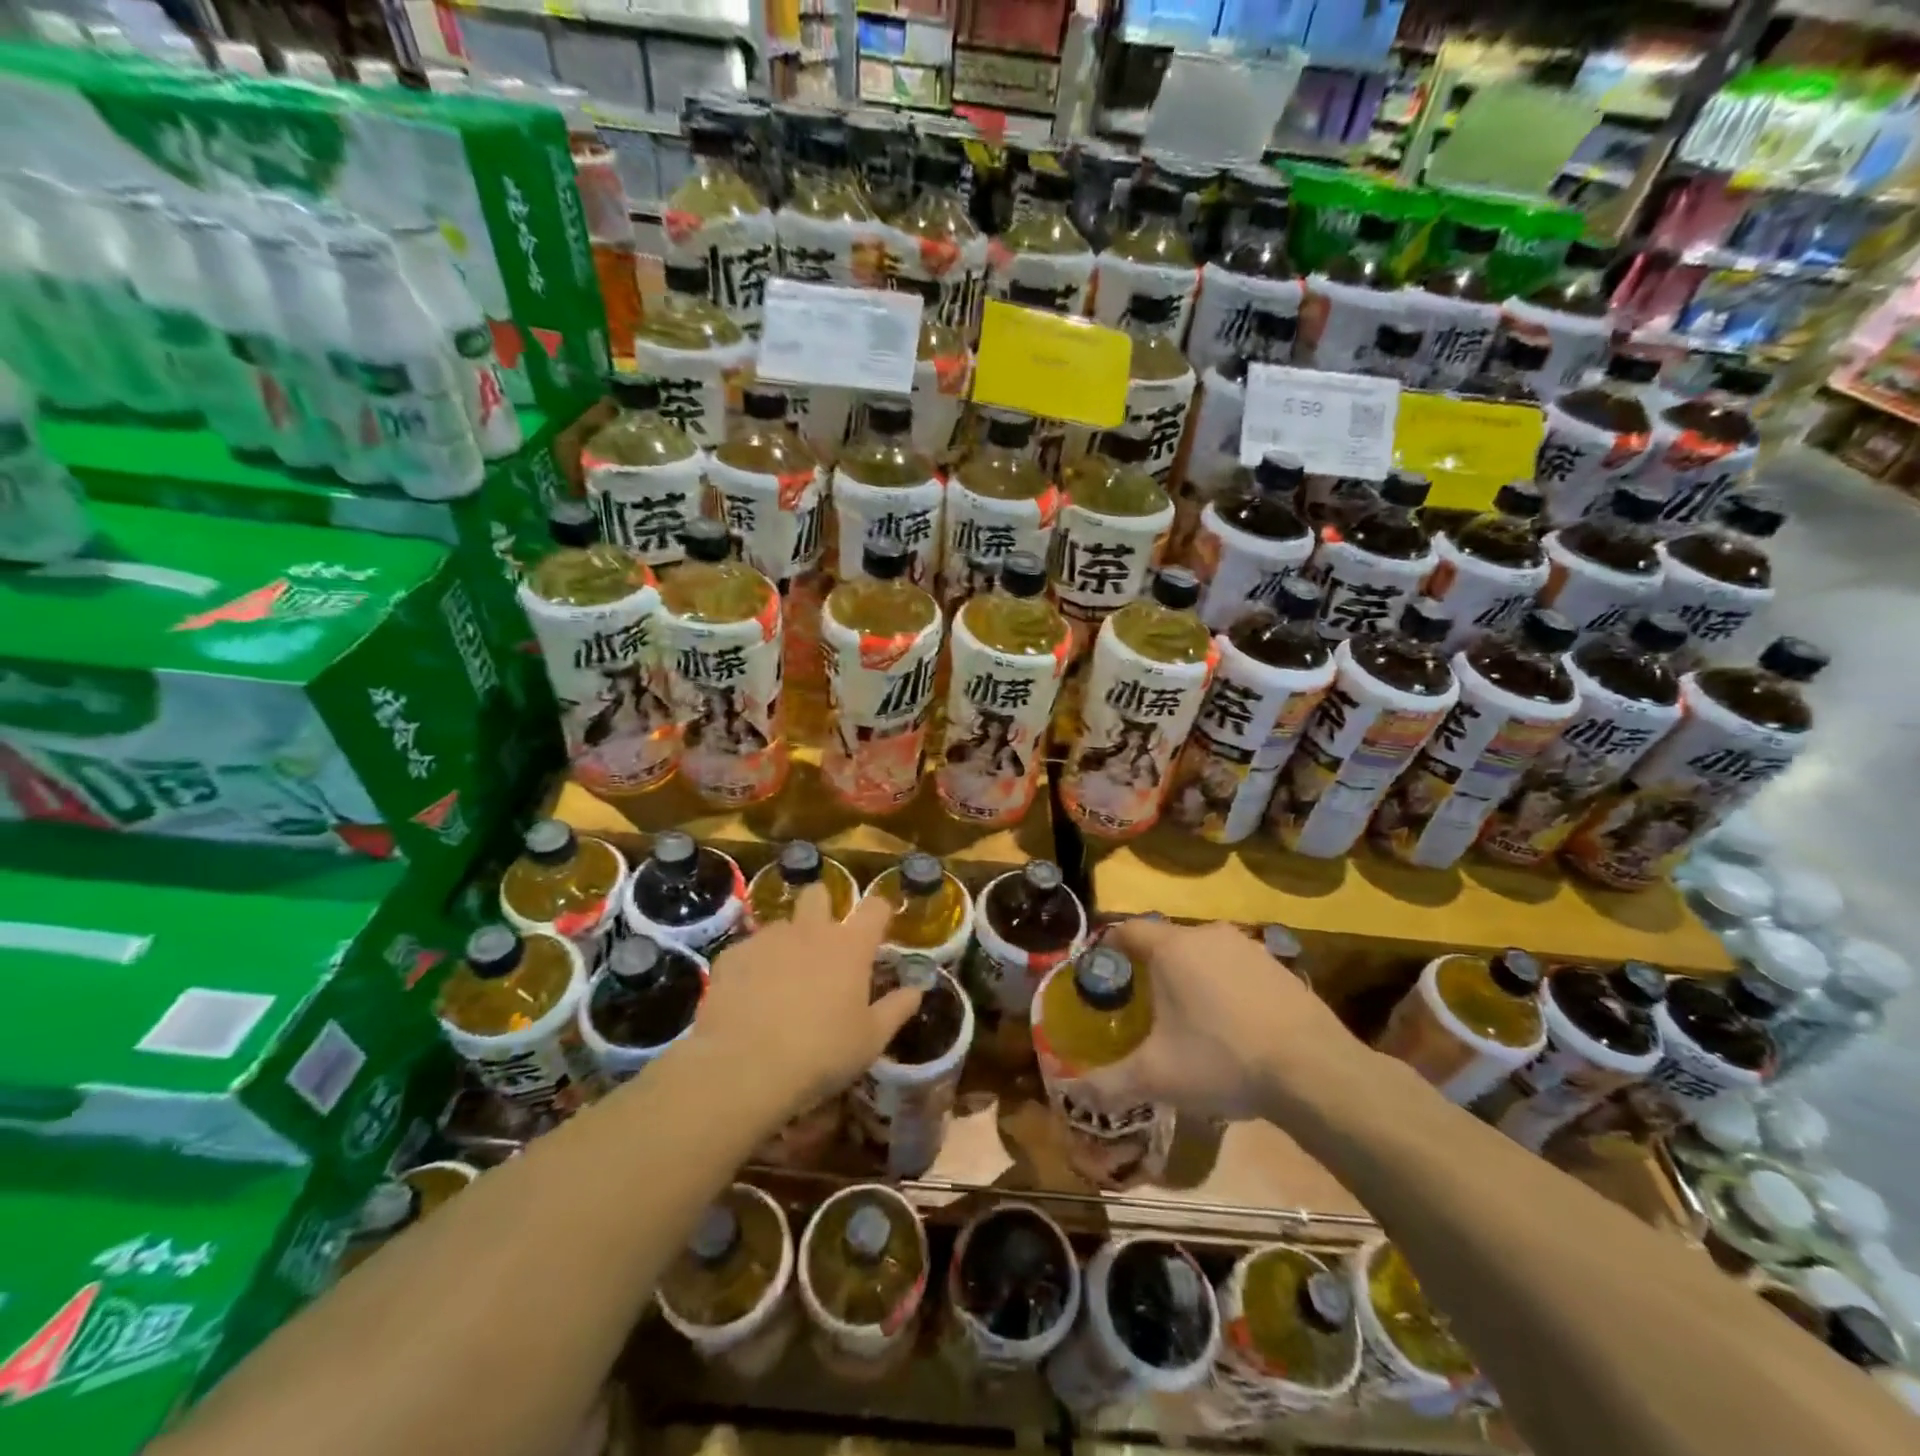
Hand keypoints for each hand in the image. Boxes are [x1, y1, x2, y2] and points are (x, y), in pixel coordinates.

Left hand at [681, 884, 922, 1116]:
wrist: (744, 1067)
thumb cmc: (821, 1053)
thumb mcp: (871, 1040)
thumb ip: (897, 1008)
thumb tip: (918, 988)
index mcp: (850, 946)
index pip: (875, 907)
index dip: (880, 911)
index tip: (881, 924)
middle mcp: (810, 930)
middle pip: (818, 893)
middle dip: (822, 906)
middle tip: (823, 940)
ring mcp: (768, 939)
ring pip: (781, 924)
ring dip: (787, 941)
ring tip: (781, 978)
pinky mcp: (732, 955)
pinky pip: (747, 950)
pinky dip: (753, 966)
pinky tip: (748, 996)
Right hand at [1079, 919, 1363, 1120]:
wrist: (1313, 1071)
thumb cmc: (1222, 1060)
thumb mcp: (1157, 1078)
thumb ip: (1108, 1083)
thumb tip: (1070, 1092)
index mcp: (1171, 948)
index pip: (1127, 930)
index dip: (1109, 950)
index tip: (1103, 977)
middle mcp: (1207, 935)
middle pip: (1165, 941)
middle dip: (1151, 969)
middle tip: (1144, 1008)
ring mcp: (1247, 947)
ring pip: (1203, 954)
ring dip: (1191, 977)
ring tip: (1189, 1019)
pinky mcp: (1278, 965)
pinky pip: (1236, 968)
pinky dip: (1226, 987)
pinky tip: (1234, 1026)